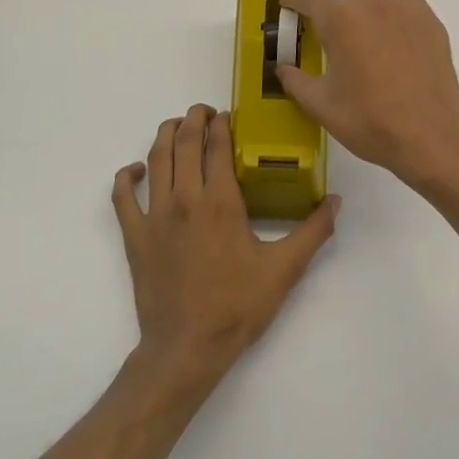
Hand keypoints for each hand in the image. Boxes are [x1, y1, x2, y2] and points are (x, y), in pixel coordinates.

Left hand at [112, 105, 339, 391]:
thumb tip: (336, 201)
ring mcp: (154, 216)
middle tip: (204, 112)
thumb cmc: (237, 307)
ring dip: (165, 136)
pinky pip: (122, 196)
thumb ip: (313, 231)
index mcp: (220, 202)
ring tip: (177, 125)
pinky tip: (136, 170)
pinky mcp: (134, 235)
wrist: (187, 347)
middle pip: (184, 143)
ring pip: (155, 160)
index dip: (222, 124)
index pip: (217, 146)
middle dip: (194, 119)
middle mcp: (184, 198)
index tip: (227, 114)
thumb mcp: (284, 269)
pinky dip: (126, 176)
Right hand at [278, 0, 458, 190]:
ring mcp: (406, 10)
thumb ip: (295, 81)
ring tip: (357, 24)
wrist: (428, 136)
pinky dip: (392, 12)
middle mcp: (372, 4)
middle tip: (319, 0)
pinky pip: (407, 4)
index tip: (288, 6)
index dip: (292, 0)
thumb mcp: (320, 105)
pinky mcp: (431, 24)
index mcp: (340, 20)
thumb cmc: (368, 120)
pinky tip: (392, 39)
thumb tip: (283, 68)